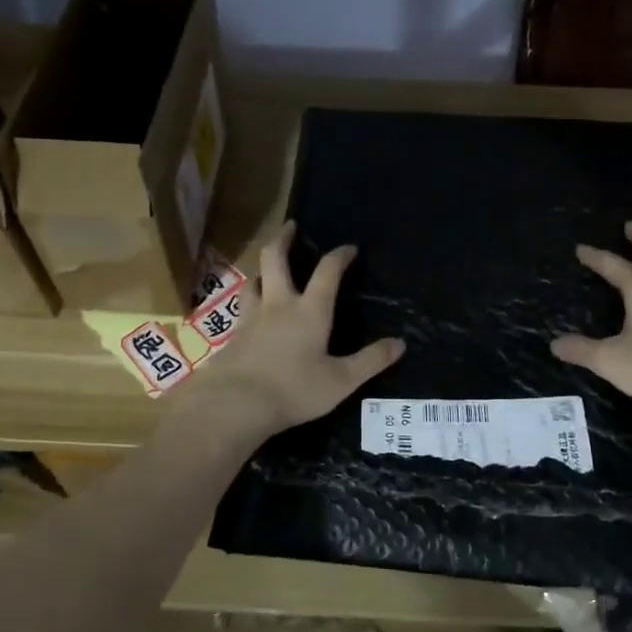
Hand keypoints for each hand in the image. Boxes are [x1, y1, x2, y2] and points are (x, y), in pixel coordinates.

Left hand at [186, 221, 404, 438]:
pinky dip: (250, 303)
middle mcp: (278, 305)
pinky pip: (242, 310)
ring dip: (263, 271)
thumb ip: (371, 361)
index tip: (349, 248)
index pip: (327, 271)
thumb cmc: (294, 390)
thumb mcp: (341, 381)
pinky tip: (253, 316)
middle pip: (276, 259)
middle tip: (290, 227)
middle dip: (284, 239)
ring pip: (253, 282)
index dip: (339, 255)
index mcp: (310, 311)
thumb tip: (399, 343)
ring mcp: (251, 319)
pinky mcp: (232, 337)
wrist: (235, 404)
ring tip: (269, 271)